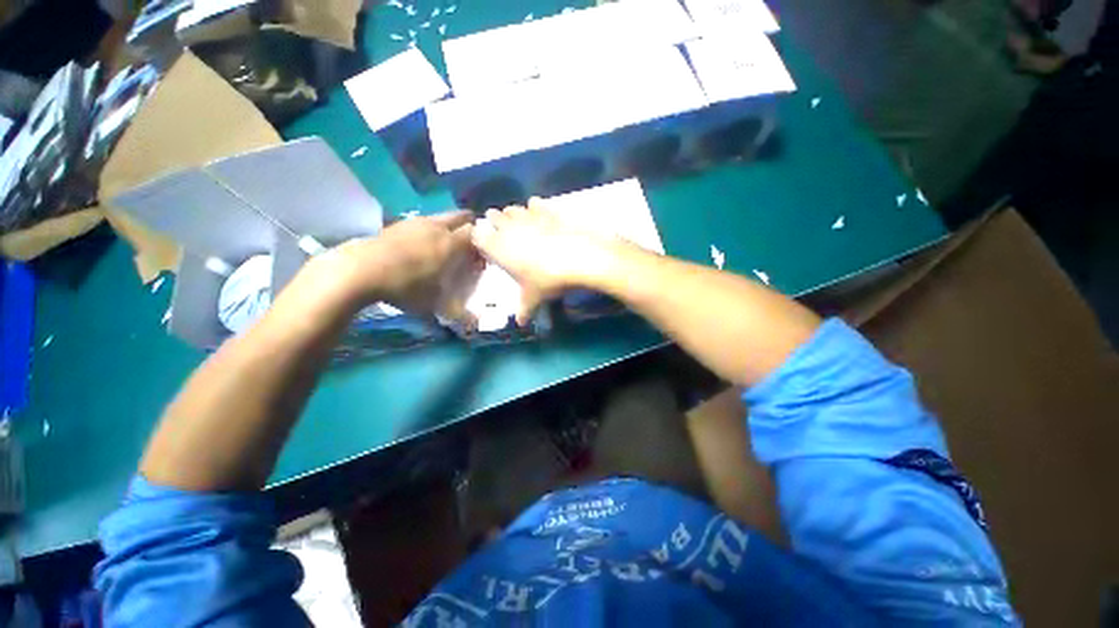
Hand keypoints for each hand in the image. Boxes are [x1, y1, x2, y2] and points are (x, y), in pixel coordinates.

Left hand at [312, 211, 482, 326]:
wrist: (363, 269)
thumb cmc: (404, 287)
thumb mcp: (432, 305)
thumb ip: (457, 313)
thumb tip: (475, 325)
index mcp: (451, 243)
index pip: (478, 233)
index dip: (483, 244)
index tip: (480, 258)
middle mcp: (437, 226)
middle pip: (462, 216)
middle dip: (468, 228)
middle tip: (464, 247)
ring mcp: (416, 221)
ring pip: (440, 217)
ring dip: (445, 228)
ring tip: (438, 249)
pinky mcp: (398, 224)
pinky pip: (420, 223)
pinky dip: (424, 232)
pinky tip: (415, 249)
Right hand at [472, 199, 622, 324]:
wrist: (578, 258)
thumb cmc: (548, 280)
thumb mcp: (534, 297)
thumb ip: (524, 308)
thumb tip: (520, 322)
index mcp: (498, 248)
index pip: (477, 236)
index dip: (478, 237)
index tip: (483, 242)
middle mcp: (508, 228)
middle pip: (493, 217)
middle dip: (493, 221)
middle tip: (497, 228)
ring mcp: (528, 216)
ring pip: (512, 209)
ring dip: (511, 213)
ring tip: (514, 220)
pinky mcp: (546, 210)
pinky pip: (534, 203)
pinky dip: (533, 206)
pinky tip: (536, 211)